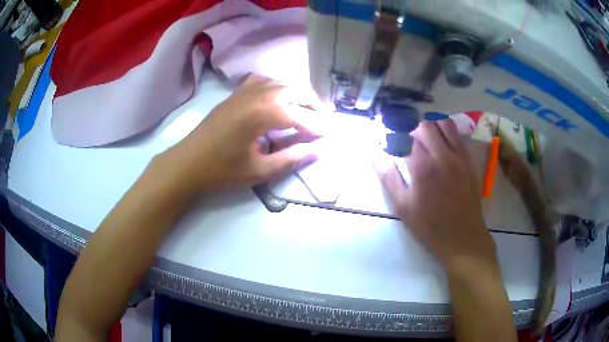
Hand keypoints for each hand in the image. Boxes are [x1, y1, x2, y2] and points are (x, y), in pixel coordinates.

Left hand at [159, 75, 322, 192]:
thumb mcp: (260, 170)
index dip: (316, 126)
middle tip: (324, 118)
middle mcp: (257, 94)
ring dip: (297, 93)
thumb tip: (318, 150)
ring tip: (308, 107)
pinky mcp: (235, 93)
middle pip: (294, 91)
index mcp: (263, 113)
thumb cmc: (222, 170)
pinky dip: (277, 86)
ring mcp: (244, 90)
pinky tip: (278, 96)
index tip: (329, 134)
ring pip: (280, 83)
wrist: (188, 162)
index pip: (299, 116)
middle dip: (313, 103)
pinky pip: (263, 81)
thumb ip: (291, 158)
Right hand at [377, 120, 496, 269]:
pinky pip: (459, 136)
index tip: (391, 145)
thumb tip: (375, 156)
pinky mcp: (469, 162)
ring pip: (445, 125)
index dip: (395, 139)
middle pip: (425, 126)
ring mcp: (459, 157)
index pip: (405, 139)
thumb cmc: (430, 226)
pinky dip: (448, 133)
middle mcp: (442, 156)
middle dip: (413, 130)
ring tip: (427, 139)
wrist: (462, 238)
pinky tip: (443, 145)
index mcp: (423, 167)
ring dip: (433, 126)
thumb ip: (389, 178)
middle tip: (408, 144)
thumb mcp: (403, 207)